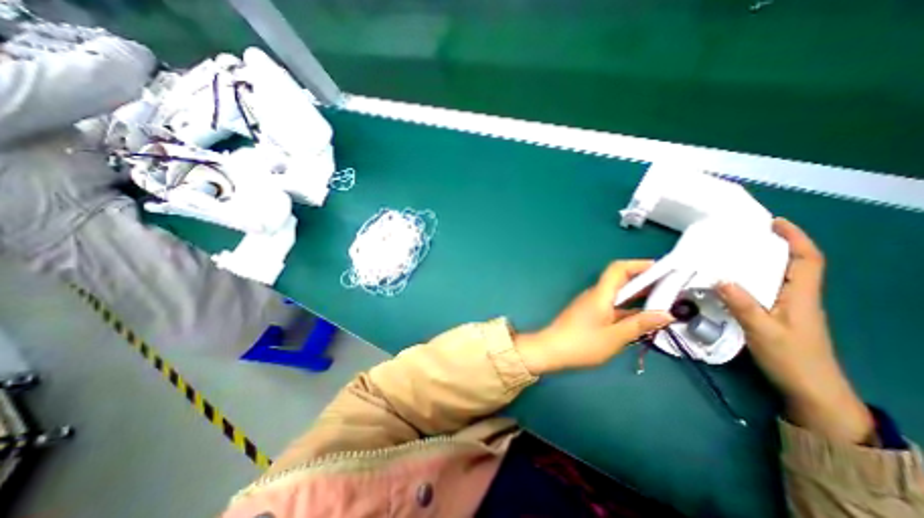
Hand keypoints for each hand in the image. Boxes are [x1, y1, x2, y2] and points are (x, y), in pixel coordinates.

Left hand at [517, 261, 677, 374]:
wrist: (551, 350)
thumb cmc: (582, 343)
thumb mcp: (614, 337)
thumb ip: (640, 324)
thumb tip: (667, 314)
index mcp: (600, 294)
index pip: (618, 269)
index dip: (639, 265)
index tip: (661, 269)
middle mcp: (595, 295)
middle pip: (620, 281)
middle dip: (644, 282)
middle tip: (670, 289)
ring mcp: (591, 304)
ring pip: (617, 295)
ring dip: (637, 297)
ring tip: (663, 304)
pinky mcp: (589, 314)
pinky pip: (611, 306)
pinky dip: (627, 309)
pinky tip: (641, 320)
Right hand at [713, 220, 874, 442]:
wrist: (810, 389)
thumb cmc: (792, 359)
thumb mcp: (763, 331)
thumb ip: (742, 304)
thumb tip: (720, 278)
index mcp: (802, 296)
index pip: (807, 260)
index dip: (795, 238)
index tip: (774, 222)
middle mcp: (798, 297)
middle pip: (791, 263)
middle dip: (773, 245)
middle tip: (742, 235)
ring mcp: (788, 306)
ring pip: (776, 276)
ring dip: (759, 261)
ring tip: (730, 253)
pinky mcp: (777, 315)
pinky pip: (764, 289)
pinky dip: (749, 278)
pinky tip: (729, 281)